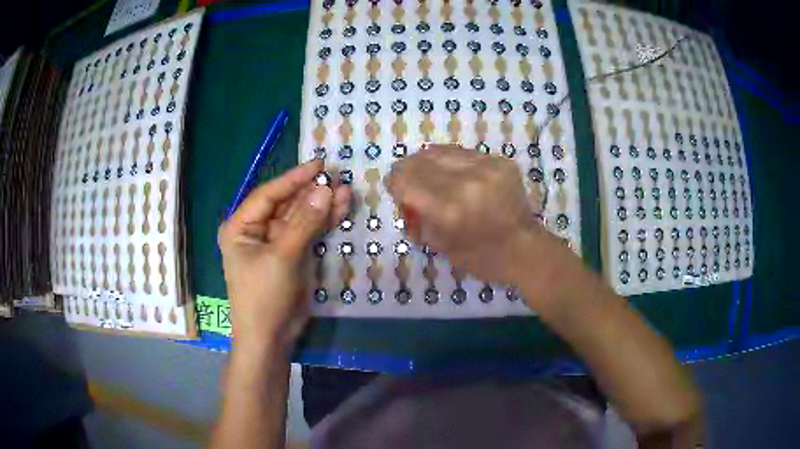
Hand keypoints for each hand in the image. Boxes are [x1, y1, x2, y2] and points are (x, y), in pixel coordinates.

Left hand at [218, 160, 349, 353]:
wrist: (271, 337)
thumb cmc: (264, 296)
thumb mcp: (283, 257)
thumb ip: (304, 222)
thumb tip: (326, 189)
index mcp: (241, 226)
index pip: (268, 194)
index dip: (294, 179)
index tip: (319, 165)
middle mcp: (257, 230)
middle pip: (286, 204)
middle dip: (311, 192)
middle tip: (337, 175)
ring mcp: (276, 243)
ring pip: (301, 217)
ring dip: (322, 205)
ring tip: (346, 189)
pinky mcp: (293, 255)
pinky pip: (309, 232)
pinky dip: (325, 222)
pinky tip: (341, 208)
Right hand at [386, 145, 581, 310]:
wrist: (525, 250)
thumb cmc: (481, 258)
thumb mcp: (439, 245)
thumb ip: (417, 217)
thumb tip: (404, 196)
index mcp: (450, 209)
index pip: (405, 179)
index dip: (394, 184)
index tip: (397, 193)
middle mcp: (467, 181)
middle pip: (419, 160)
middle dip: (408, 172)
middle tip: (412, 187)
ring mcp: (487, 167)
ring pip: (439, 151)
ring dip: (429, 164)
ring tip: (434, 179)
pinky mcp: (500, 161)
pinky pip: (462, 153)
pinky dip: (452, 163)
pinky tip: (457, 177)